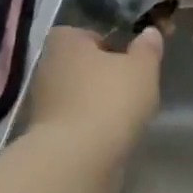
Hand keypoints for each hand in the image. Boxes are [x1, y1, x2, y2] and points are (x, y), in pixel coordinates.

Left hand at [24, 25, 163, 156]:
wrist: (78, 160)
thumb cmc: (110, 99)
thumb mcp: (142, 68)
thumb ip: (148, 48)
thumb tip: (150, 33)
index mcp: (65, 41)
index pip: (87, 33)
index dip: (109, 43)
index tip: (129, 59)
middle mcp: (47, 67)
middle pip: (82, 65)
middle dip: (104, 75)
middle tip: (132, 86)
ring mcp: (43, 103)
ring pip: (78, 95)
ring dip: (98, 102)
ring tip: (126, 114)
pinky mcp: (46, 134)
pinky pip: (76, 121)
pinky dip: (92, 125)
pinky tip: (112, 135)